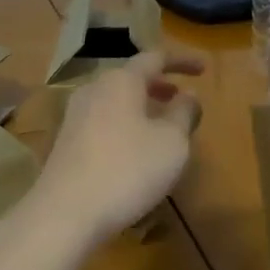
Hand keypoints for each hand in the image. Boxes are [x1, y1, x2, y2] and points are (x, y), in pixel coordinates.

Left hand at [23, 50, 205, 247]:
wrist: (65, 211)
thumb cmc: (127, 170)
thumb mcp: (171, 143)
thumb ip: (183, 114)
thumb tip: (188, 95)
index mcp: (121, 80)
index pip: (154, 58)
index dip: (181, 61)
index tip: (204, 68)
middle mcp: (94, 89)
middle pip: (130, 77)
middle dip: (159, 85)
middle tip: (181, 96)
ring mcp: (75, 114)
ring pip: (115, 99)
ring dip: (141, 106)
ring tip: (162, 124)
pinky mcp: (66, 140)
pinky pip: (103, 120)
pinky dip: (124, 123)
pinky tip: (134, 148)